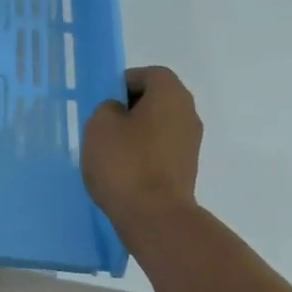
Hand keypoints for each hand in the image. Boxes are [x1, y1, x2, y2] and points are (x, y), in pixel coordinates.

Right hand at [83, 66, 202, 231]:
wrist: (155, 217)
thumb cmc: (125, 163)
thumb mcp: (100, 125)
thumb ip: (107, 108)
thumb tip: (119, 112)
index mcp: (170, 94)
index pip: (150, 74)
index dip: (125, 82)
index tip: (104, 101)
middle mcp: (188, 113)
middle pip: (158, 99)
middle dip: (131, 108)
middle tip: (104, 125)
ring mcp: (191, 143)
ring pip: (159, 125)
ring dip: (137, 132)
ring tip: (111, 151)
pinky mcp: (187, 169)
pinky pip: (162, 149)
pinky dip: (145, 153)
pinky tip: (125, 171)